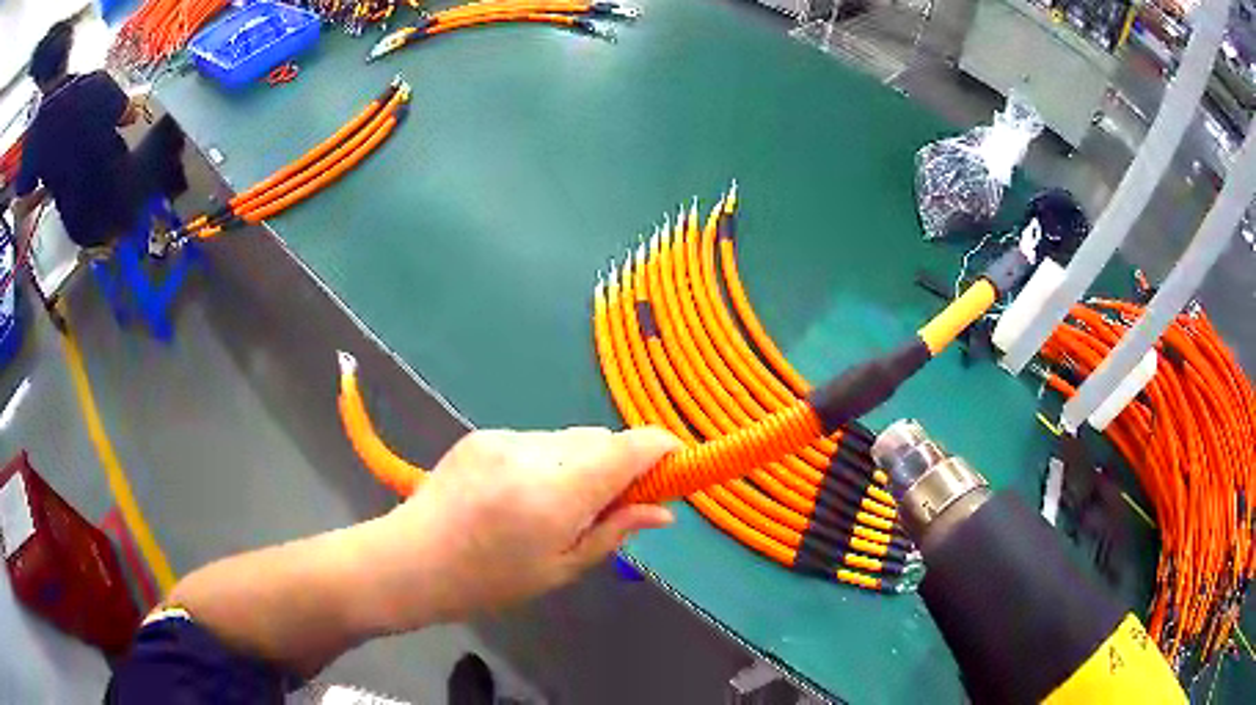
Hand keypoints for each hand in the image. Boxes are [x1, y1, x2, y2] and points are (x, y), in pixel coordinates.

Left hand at [356, 426, 680, 630]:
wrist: (412, 560)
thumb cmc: (489, 581)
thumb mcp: (560, 569)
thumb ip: (613, 533)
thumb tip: (663, 512)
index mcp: (553, 494)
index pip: (626, 448)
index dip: (660, 449)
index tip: (675, 464)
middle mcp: (531, 453)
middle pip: (599, 439)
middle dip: (617, 464)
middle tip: (609, 505)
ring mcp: (503, 438)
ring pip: (568, 439)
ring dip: (580, 463)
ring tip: (556, 505)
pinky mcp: (483, 434)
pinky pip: (537, 440)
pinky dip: (549, 461)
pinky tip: (522, 494)